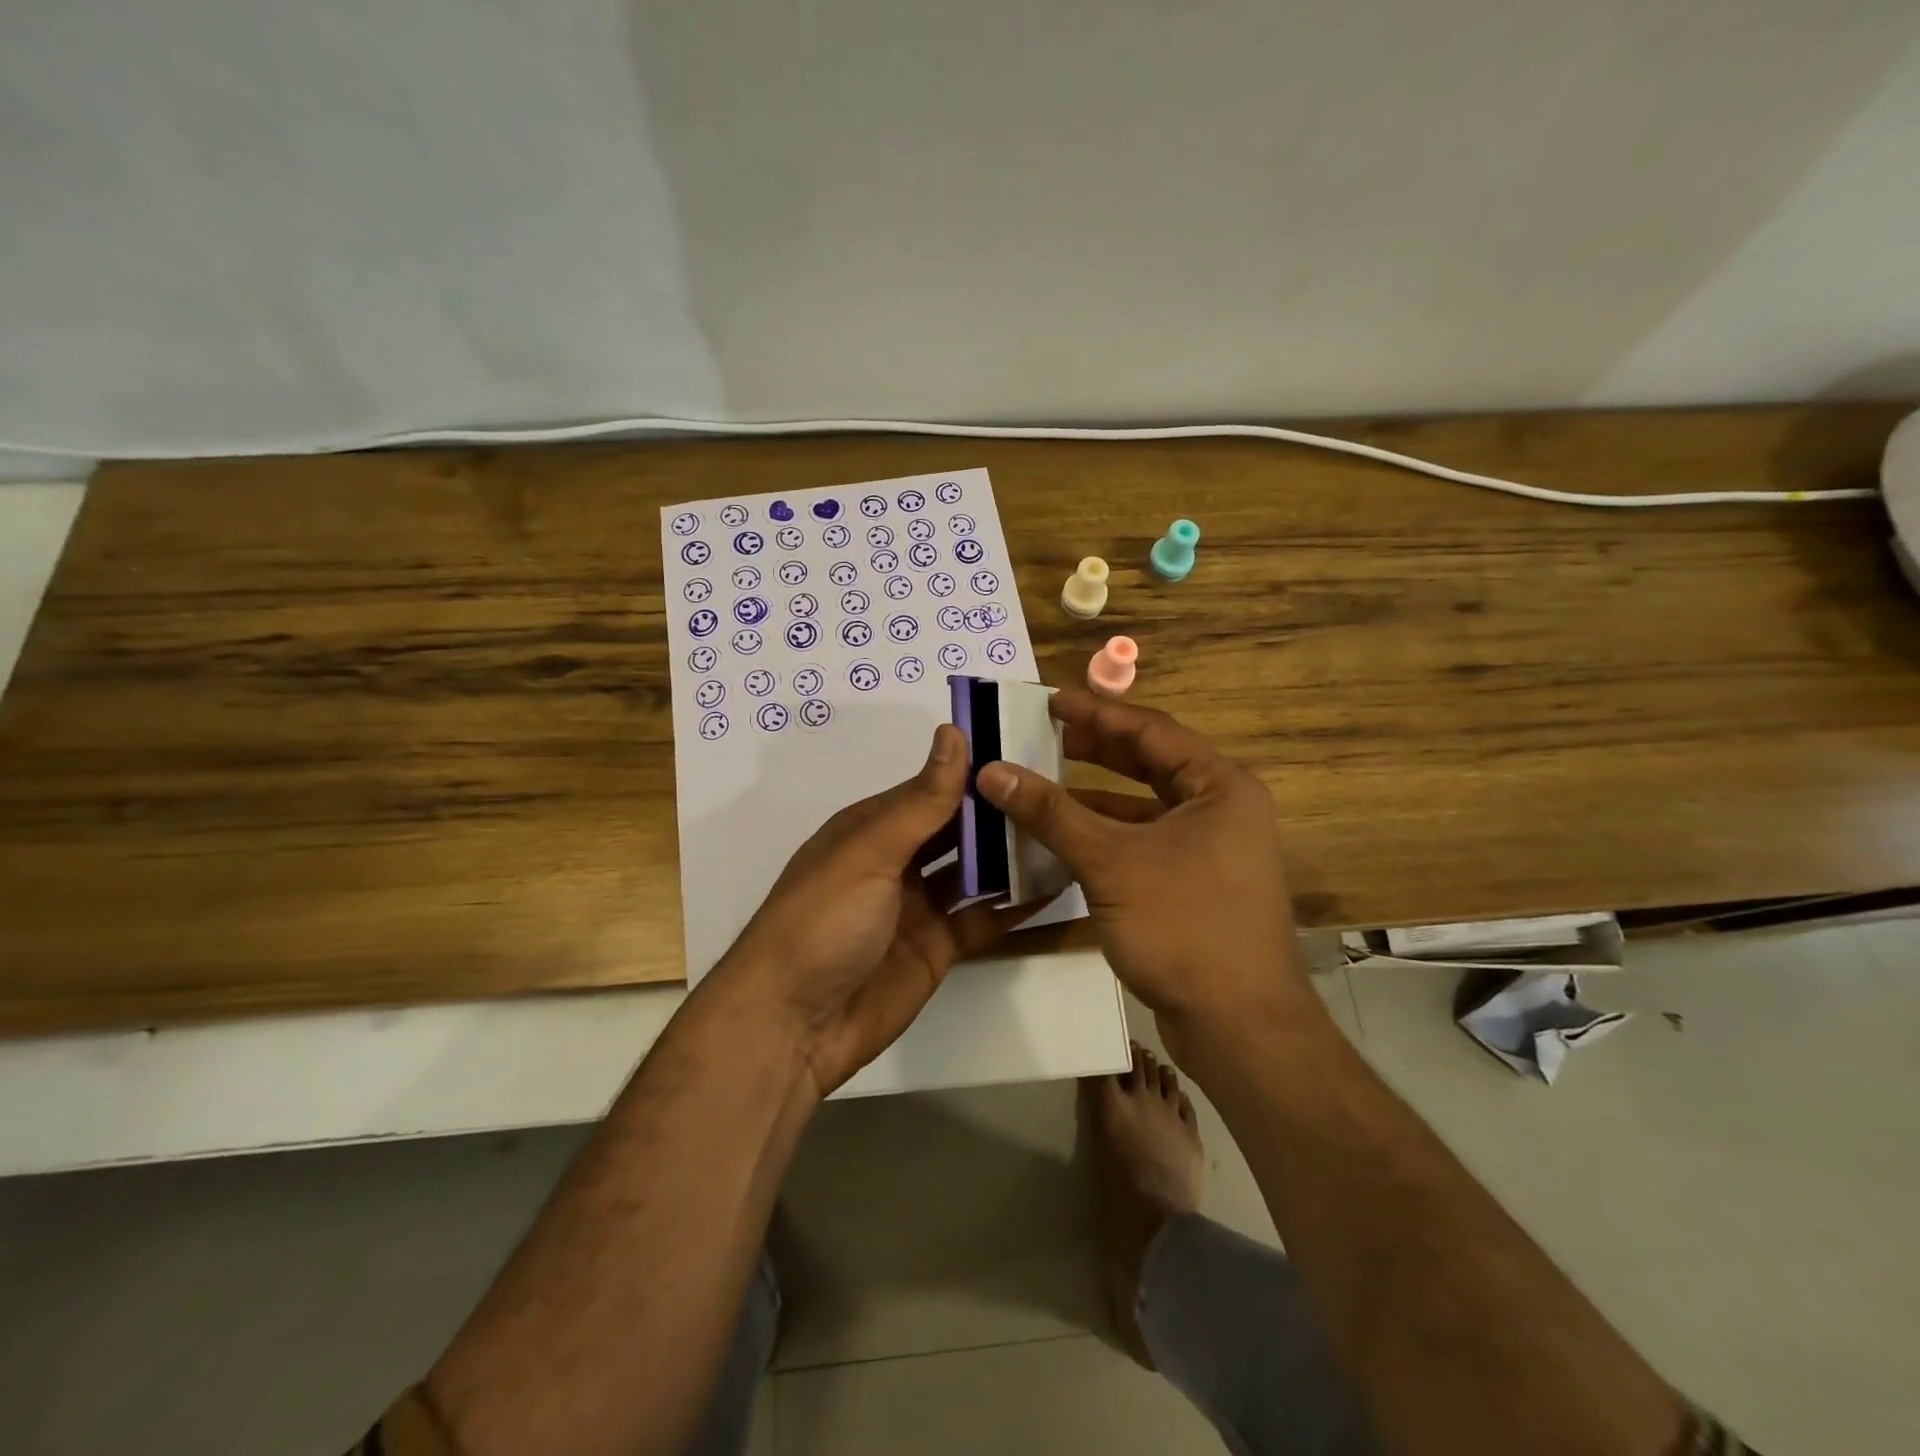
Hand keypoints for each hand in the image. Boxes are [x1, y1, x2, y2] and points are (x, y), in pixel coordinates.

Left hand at [714, 724, 1026, 1096]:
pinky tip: (1056, 885)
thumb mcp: (870, 852)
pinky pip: (982, 918)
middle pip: (957, 828)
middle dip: (999, 812)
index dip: (975, 771)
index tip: (1029, 750)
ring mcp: (918, 906)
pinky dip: (1015, 904)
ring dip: (1011, 855)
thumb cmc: (823, 921)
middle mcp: (897, 861)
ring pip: (975, 870)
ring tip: (1068, 832)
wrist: (792, 1027)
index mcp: (873, 828)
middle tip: (1060, 791)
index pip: (933, 788)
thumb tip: (953, 732)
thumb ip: (921, 801)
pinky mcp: (937, 947)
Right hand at [976, 691, 1306, 1039]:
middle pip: (1151, 764)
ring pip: (1145, 807)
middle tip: (1044, 734)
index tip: (1050, 701)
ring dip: (1095, 795)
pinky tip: (1064, 837)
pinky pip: (1144, 842)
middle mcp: (1223, 810)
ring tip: (1043, 780)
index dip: (1097, 714)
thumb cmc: (1183, 925)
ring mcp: (1212, 851)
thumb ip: (1051, 813)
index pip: (1151, 731)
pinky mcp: (1196, 885)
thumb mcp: (1110, 861)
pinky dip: (1106, 835)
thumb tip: (990, 770)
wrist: (1239, 1026)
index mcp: (1220, 787)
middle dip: (1096, 749)